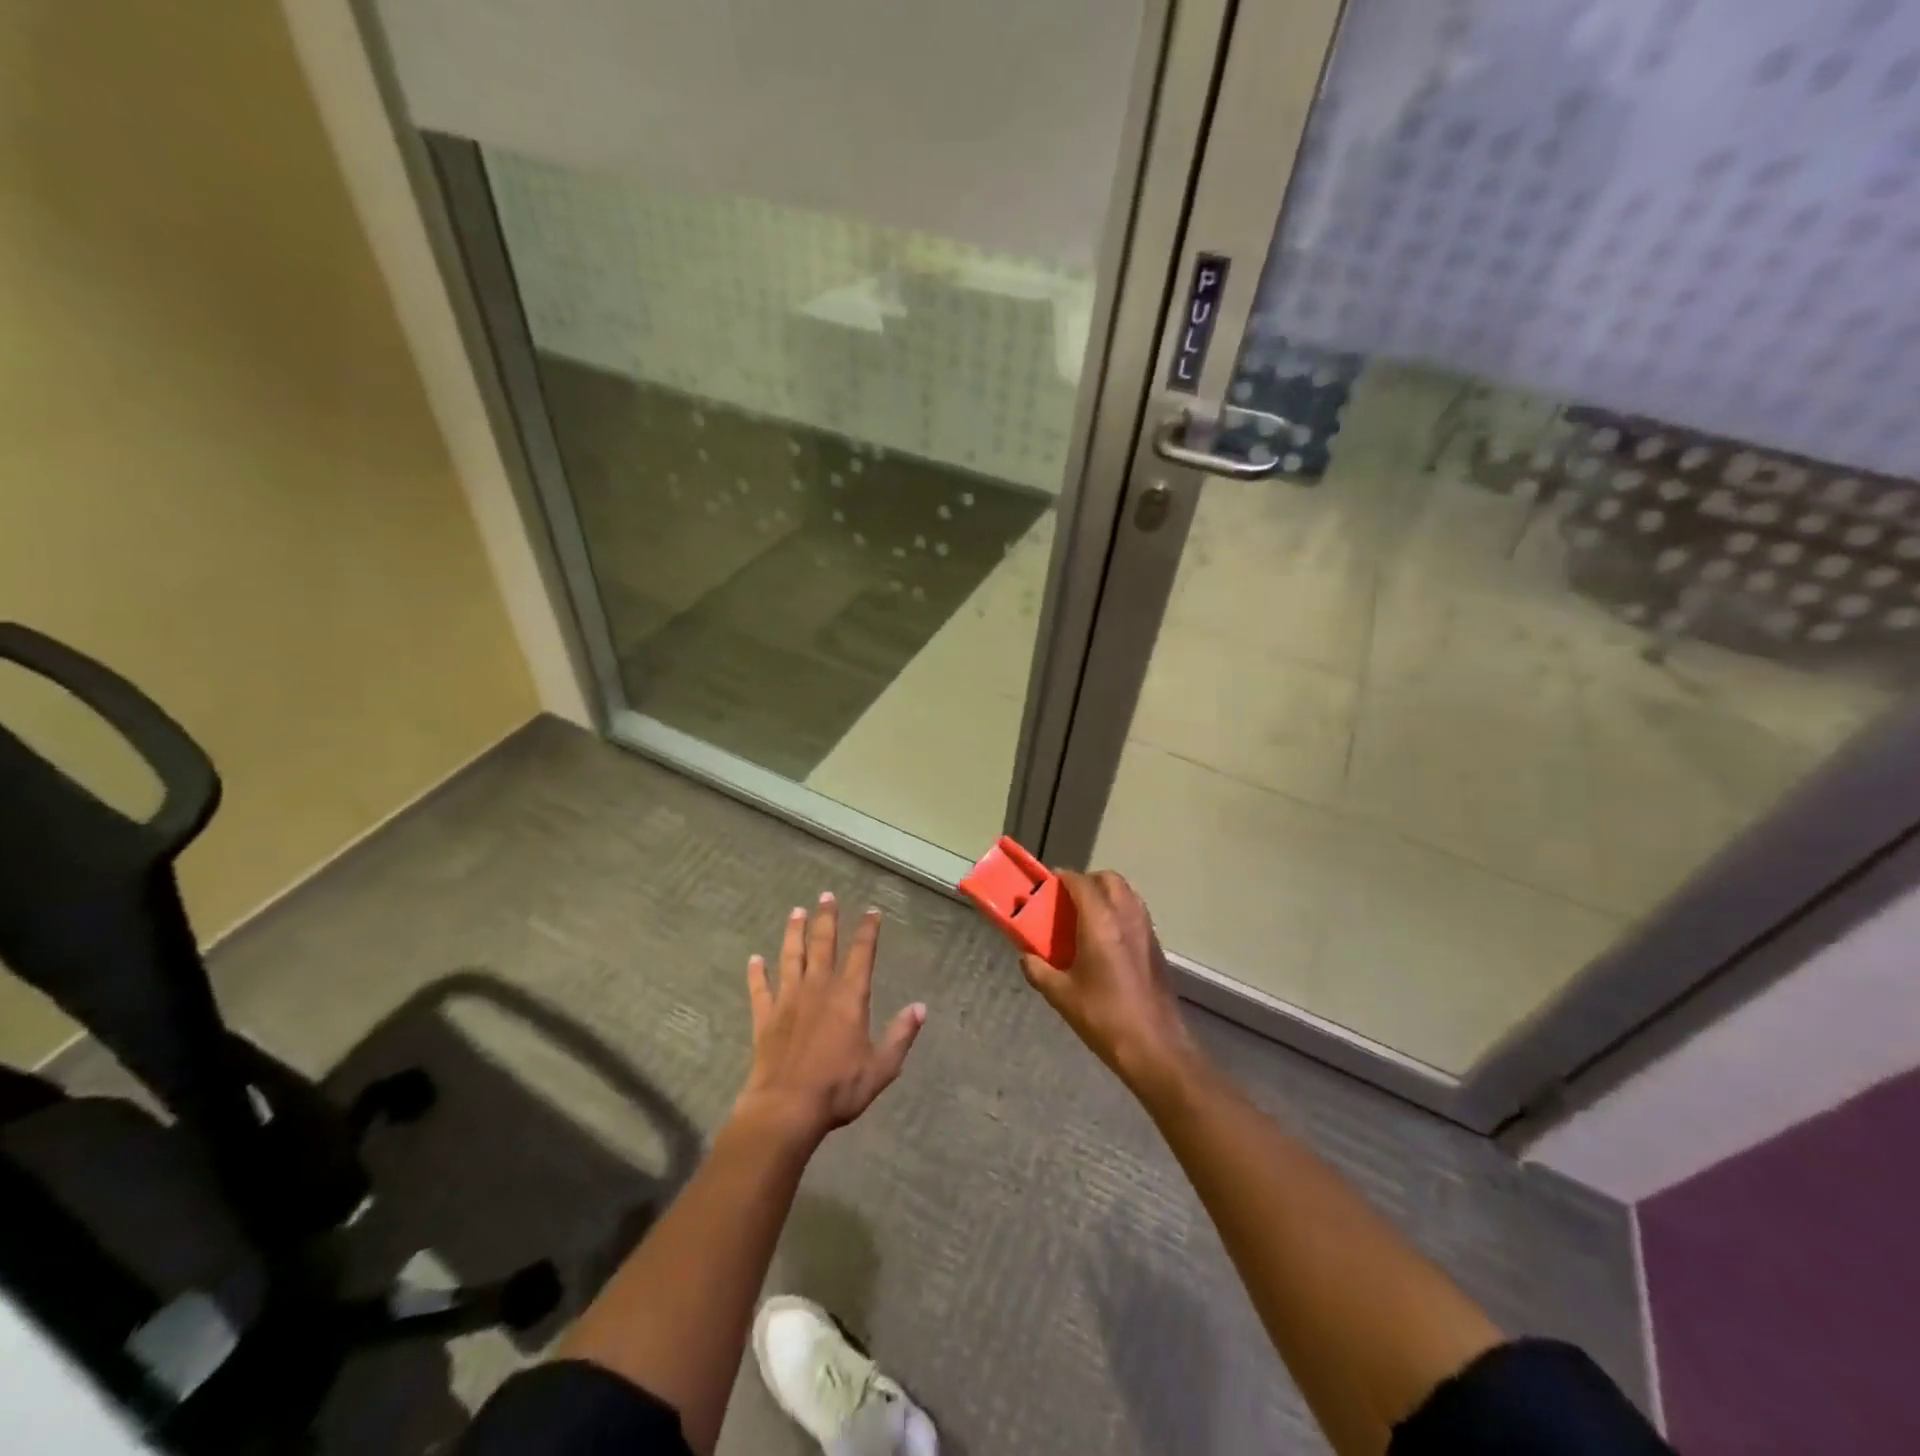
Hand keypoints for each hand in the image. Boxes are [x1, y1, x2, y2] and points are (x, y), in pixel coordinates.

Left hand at [735, 893, 925, 1145]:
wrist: (786, 1109)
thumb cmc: (838, 1089)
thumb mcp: (881, 1067)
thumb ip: (901, 1035)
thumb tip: (920, 1007)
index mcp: (849, 998)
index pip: (862, 954)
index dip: (868, 931)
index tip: (871, 912)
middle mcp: (818, 989)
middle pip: (823, 945)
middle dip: (827, 919)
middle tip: (827, 896)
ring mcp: (788, 1000)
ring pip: (791, 957)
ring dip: (795, 933)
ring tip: (796, 911)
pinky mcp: (765, 1017)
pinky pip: (760, 989)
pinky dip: (757, 973)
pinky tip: (754, 959)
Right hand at [1021, 870, 1202, 1099]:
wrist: (1155, 1047)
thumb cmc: (1104, 1017)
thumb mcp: (1061, 995)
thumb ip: (1039, 970)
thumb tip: (1026, 957)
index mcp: (1100, 922)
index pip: (1080, 882)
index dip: (1062, 878)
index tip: (1046, 886)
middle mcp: (1126, 916)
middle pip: (1108, 879)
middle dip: (1086, 882)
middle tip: (1066, 901)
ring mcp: (1146, 930)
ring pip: (1126, 893)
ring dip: (1105, 895)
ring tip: (1084, 918)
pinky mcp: (1156, 946)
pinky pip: (1135, 912)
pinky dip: (1118, 912)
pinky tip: (1104, 941)